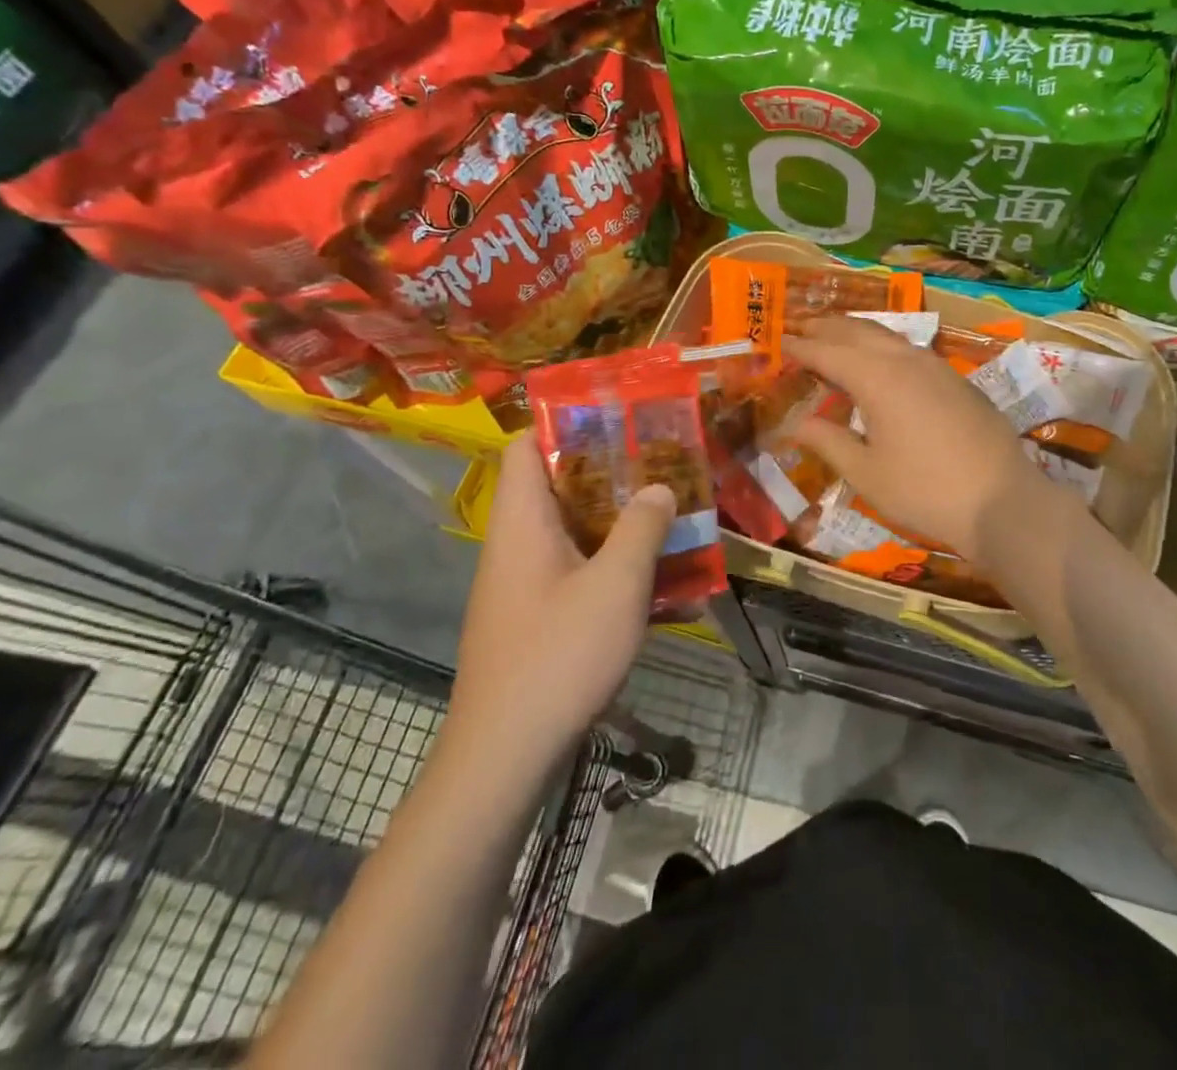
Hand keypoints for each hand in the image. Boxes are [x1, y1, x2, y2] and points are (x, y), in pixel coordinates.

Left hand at [443, 435, 673, 758]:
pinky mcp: (535, 619)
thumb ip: (641, 527)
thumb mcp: (615, 584)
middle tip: (663, 466)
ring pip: (573, 533)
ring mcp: (523, 585)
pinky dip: (613, 567)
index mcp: (523, 521)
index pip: (525, 446)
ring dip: (620, 523)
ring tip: (672, 517)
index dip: (565, 423)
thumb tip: (659, 488)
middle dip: (612, 473)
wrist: (504, 757)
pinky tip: (660, 586)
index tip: (618, 420)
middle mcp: (516, 545)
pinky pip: (577, 573)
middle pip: (557, 486)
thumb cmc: (558, 655)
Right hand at [784, 316, 1061, 570]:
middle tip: (799, 327)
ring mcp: (935, 365)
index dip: (800, 346)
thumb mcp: (866, 473)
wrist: (1002, 500)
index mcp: (877, 378)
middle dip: (826, 327)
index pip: (827, 351)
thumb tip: (797, 423)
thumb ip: (828, 441)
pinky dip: (882, 344)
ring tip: (835, 333)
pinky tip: (881, 359)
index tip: (778, 340)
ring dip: (856, 330)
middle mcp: (905, 359)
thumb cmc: (924, 491)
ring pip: (886, 335)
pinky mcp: (956, 378)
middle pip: (857, 331)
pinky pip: (908, 348)